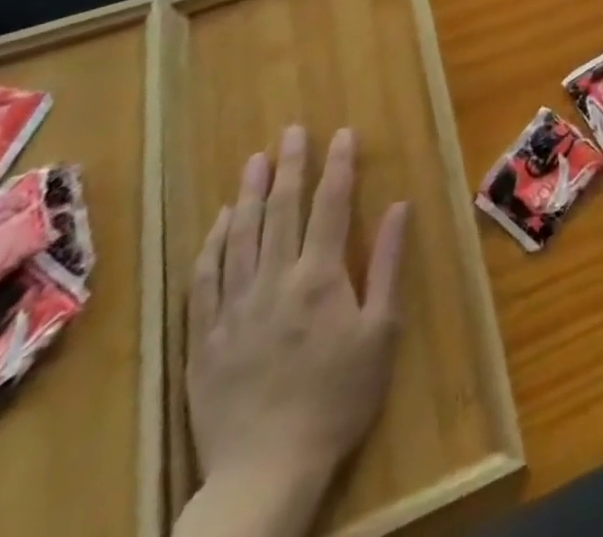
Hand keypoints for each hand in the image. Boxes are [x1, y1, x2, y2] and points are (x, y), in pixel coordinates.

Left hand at [187, 125, 408, 504]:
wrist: (266, 471)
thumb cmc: (338, 397)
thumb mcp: (381, 331)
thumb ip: (386, 264)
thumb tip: (399, 206)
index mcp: (319, 277)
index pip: (330, 206)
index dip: (338, 166)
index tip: (342, 133)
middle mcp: (273, 281)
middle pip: (281, 211)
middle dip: (290, 166)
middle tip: (292, 131)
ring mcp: (233, 308)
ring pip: (240, 237)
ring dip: (250, 194)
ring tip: (255, 161)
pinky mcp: (204, 338)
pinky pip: (205, 279)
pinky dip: (214, 244)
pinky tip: (221, 221)